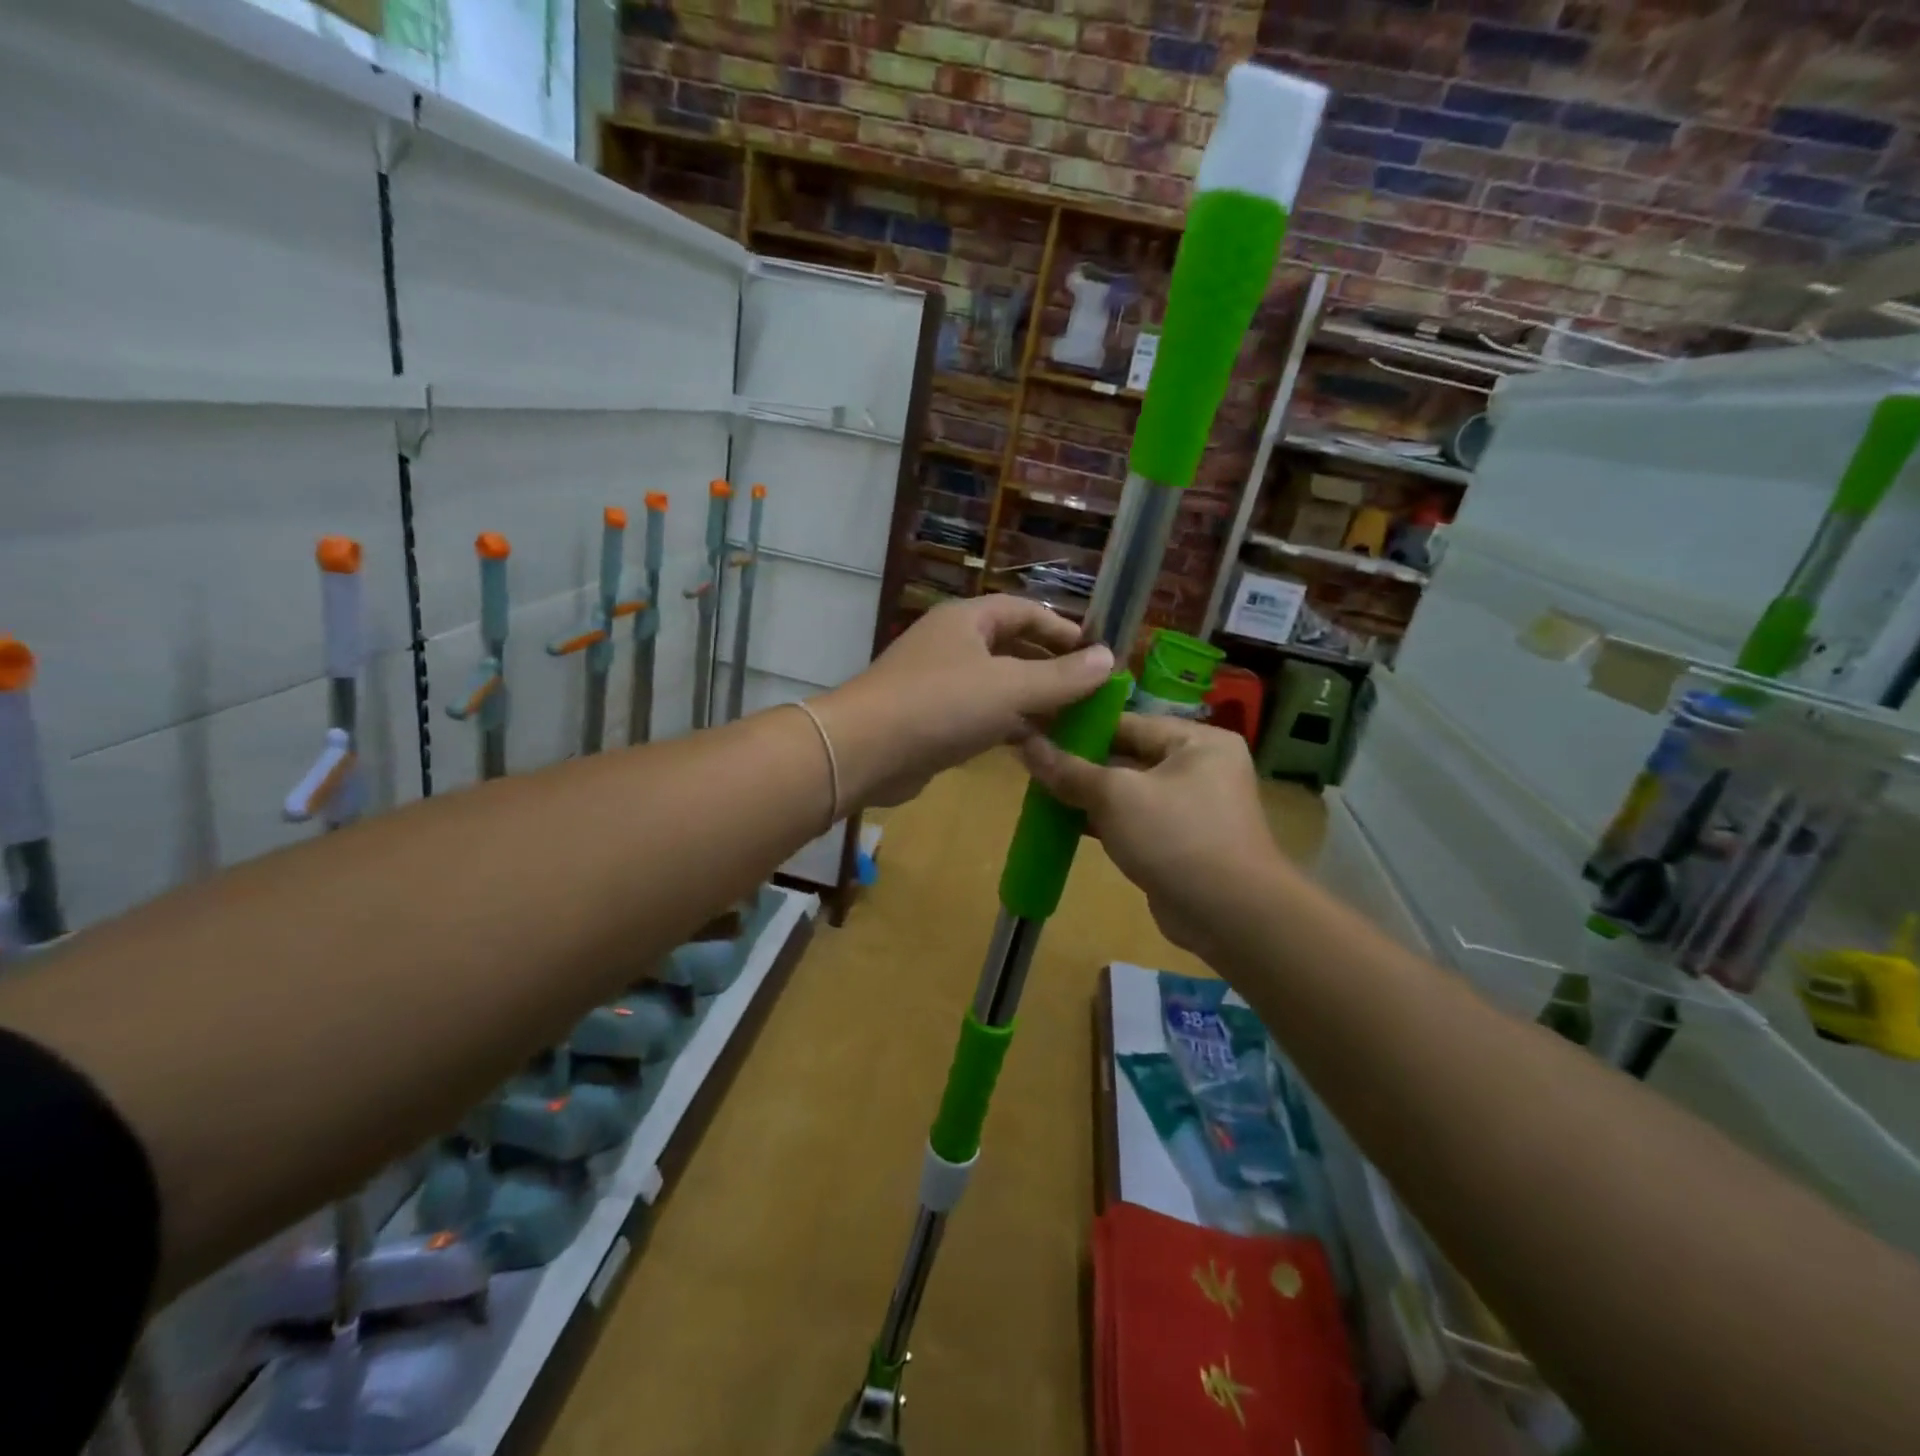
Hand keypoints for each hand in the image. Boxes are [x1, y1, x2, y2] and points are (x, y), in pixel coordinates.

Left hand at [817, 595, 1113, 807]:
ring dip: (1031, 698)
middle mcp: (951, 643)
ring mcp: (937, 682)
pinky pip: (978, 713)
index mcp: (967, 619)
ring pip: (995, 683)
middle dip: (1049, 666)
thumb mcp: (1011, 688)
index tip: (1096, 652)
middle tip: (1087, 690)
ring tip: (1070, 719)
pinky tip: (1032, 743)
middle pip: (1010, 646)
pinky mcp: (929, 719)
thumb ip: (1062, 676)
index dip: (1062, 628)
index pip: (1024, 611)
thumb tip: (1108, 659)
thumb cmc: (941, 705)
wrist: (866, 751)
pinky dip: (1006, 723)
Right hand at [1019, 714, 1288, 960]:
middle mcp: (1199, 767)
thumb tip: (1025, 744)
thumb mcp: (1117, 796)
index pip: (1128, 722)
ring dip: (1087, 794)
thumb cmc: (1177, 837)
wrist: (1230, 917)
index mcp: (1197, 741)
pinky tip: (1062, 822)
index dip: (1080, 726)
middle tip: (1031, 762)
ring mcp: (1191, 807)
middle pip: (1127, 755)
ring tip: (1038, 790)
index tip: (1036, 728)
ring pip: (1127, 791)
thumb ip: (1070, 770)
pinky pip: (1133, 820)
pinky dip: (1102, 821)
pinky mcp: (1179, 842)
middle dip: (1080, 763)